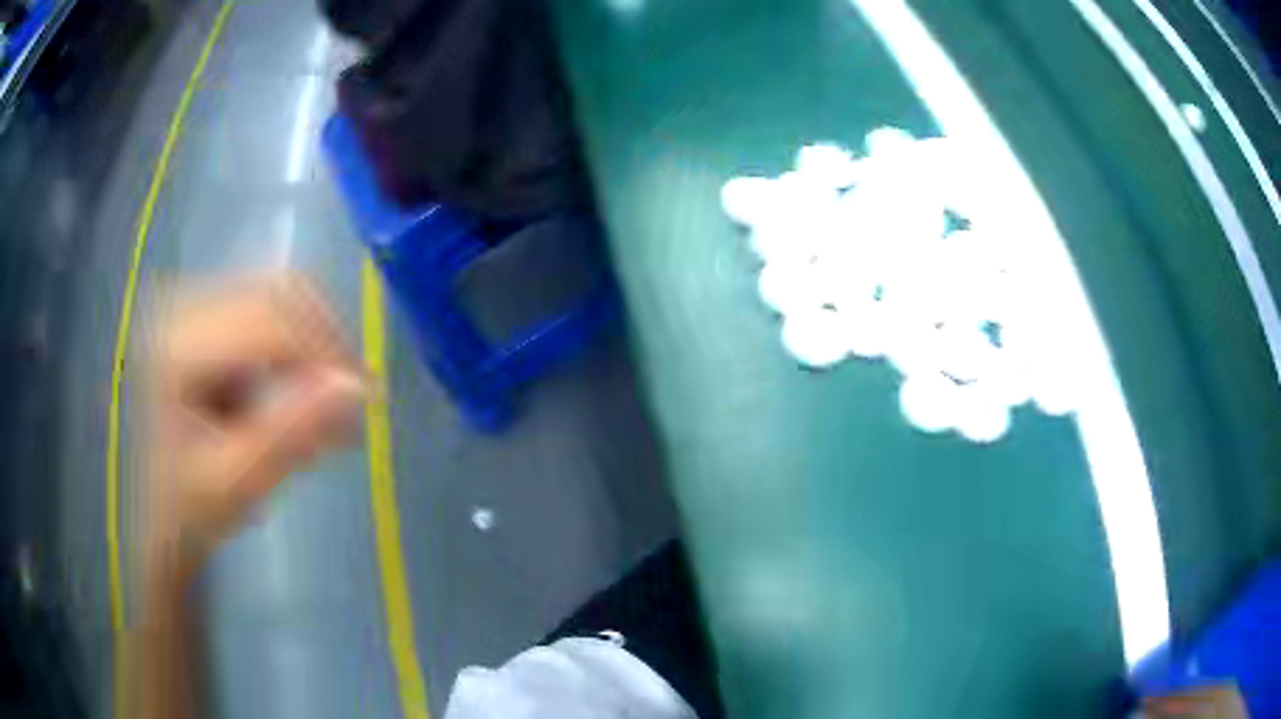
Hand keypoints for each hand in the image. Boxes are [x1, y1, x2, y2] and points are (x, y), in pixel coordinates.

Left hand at [144, 274, 365, 572]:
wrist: (165, 504)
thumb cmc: (193, 506)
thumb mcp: (240, 482)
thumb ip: (292, 434)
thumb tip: (358, 389)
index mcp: (178, 349)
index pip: (269, 322)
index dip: (326, 353)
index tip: (364, 402)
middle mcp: (182, 308)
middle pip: (280, 294)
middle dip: (327, 346)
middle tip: (351, 406)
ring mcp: (195, 301)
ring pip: (284, 292)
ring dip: (319, 343)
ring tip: (329, 401)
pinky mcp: (210, 309)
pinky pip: (274, 303)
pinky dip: (302, 341)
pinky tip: (303, 385)